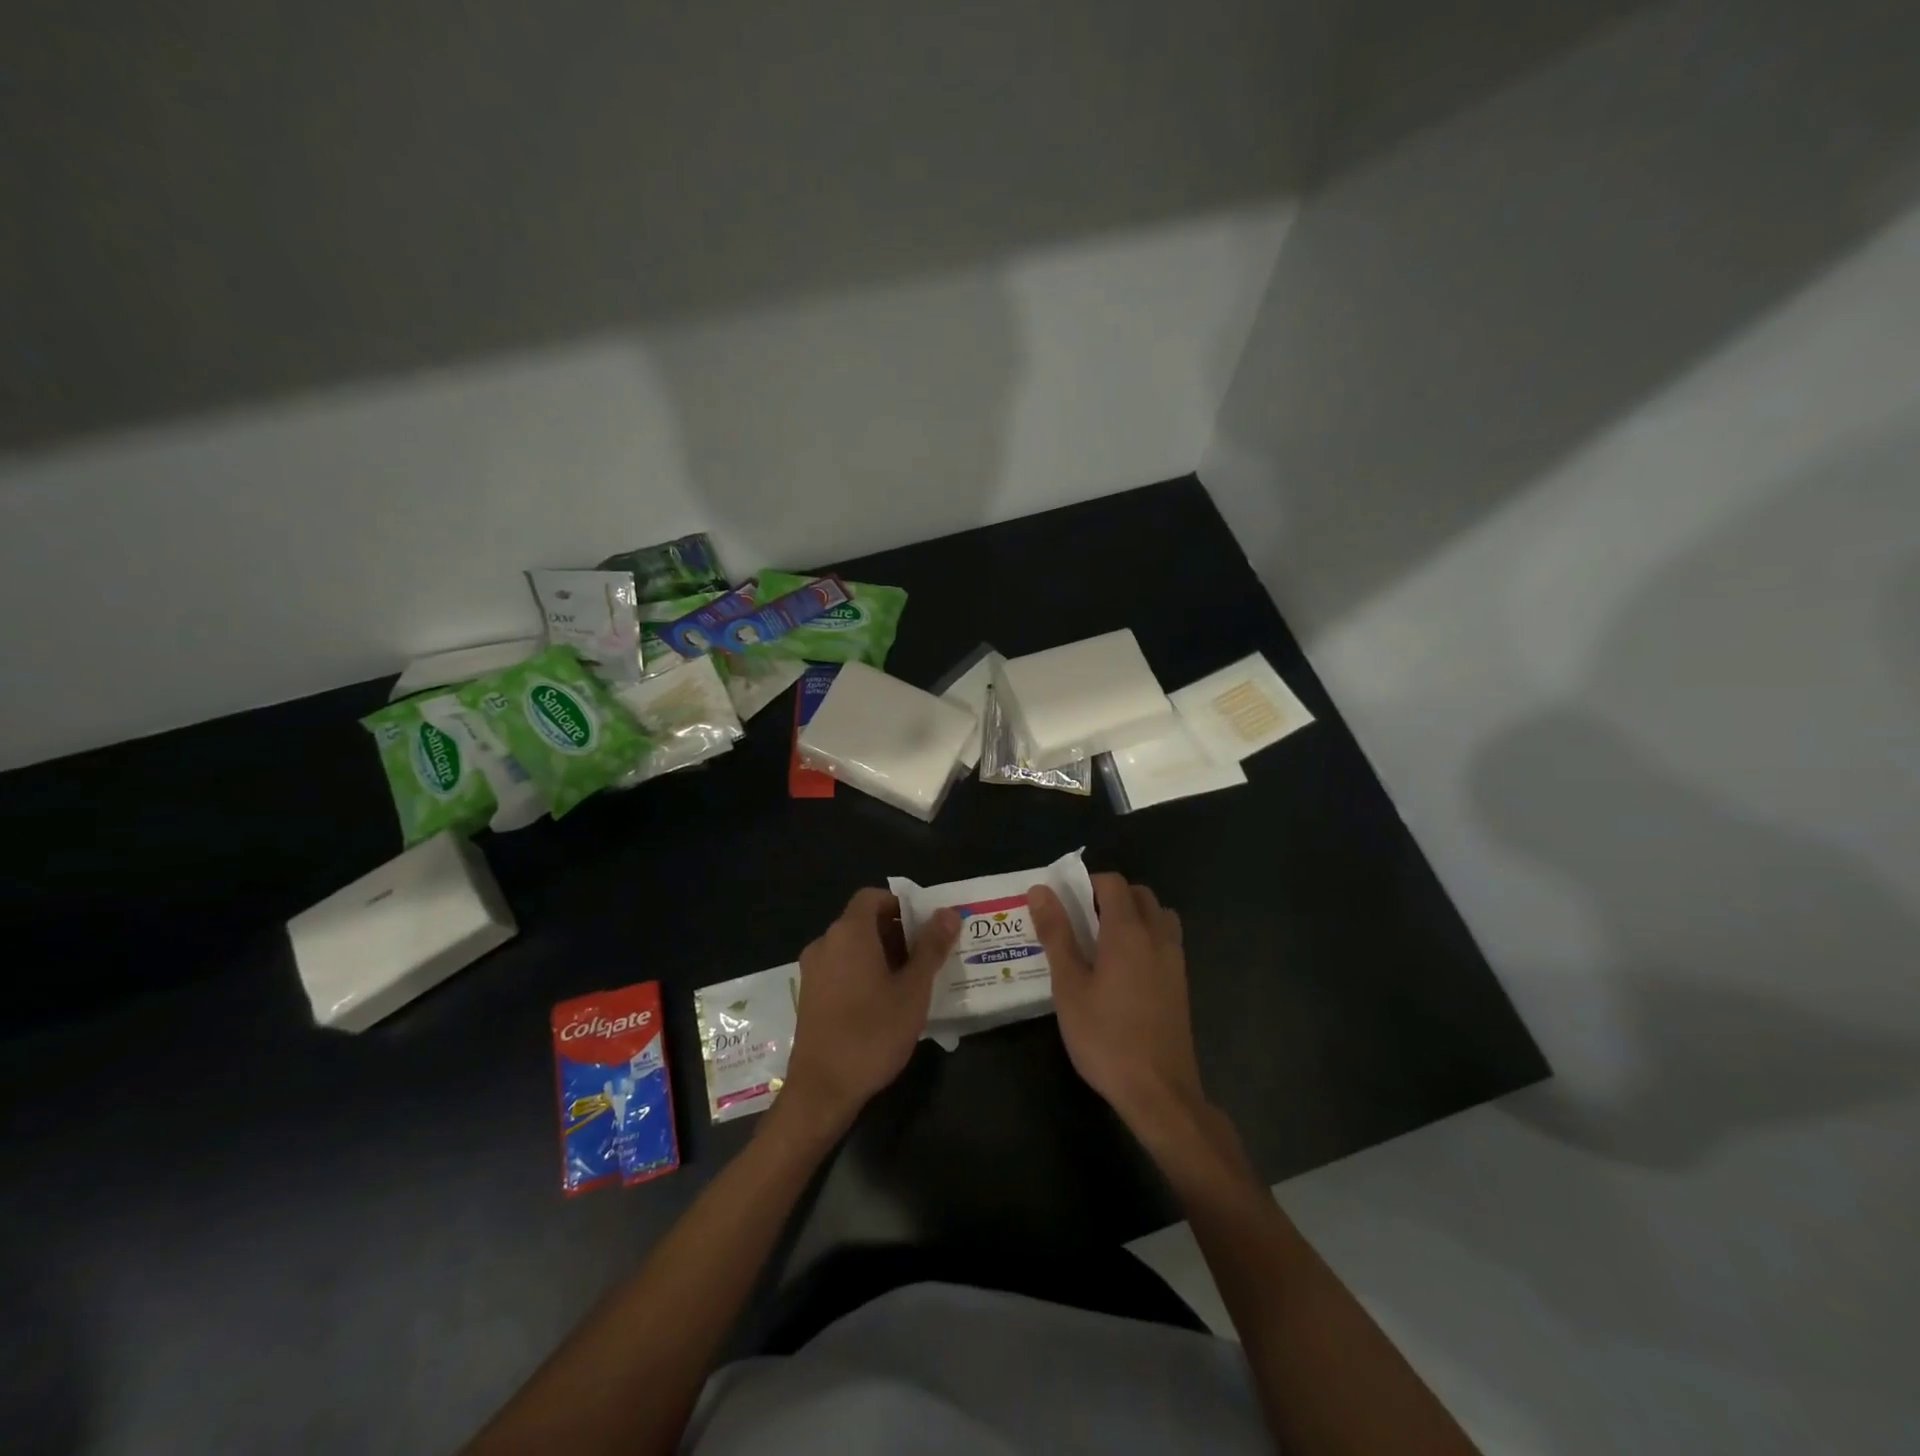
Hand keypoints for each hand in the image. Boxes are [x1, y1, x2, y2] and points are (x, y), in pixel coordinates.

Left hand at [781, 889, 960, 1132]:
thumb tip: (948, 913)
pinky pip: (840, 968)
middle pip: (863, 921)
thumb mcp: (913, 990)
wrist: (822, 1090)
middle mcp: (826, 943)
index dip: (900, 904)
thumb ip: (931, 947)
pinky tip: (884, 1002)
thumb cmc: (872, 1033)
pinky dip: (862, 972)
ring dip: (881, 954)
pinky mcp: (809, 995)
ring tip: (911, 981)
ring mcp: (813, 970)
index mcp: (849, 933)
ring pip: (852, 947)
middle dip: (896, 932)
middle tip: (927, 957)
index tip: (926, 926)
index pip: (872, 897)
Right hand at [1029, 873, 1207, 1140]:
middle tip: (1080, 921)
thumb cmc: (1105, 1037)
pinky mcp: (1181, 983)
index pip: (1112, 883)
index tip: (1064, 903)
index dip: (1087, 883)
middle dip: (1110, 896)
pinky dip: (1147, 937)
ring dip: (1134, 915)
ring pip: (1158, 916)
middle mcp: (1157, 936)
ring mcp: (1175, 960)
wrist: (1159, 1091)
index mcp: (1128, 931)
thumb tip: (1041, 890)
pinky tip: (1124, 970)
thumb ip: (1056, 934)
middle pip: (1139, 895)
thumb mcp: (1069, 986)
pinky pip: (1166, 940)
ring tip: (1104, 942)